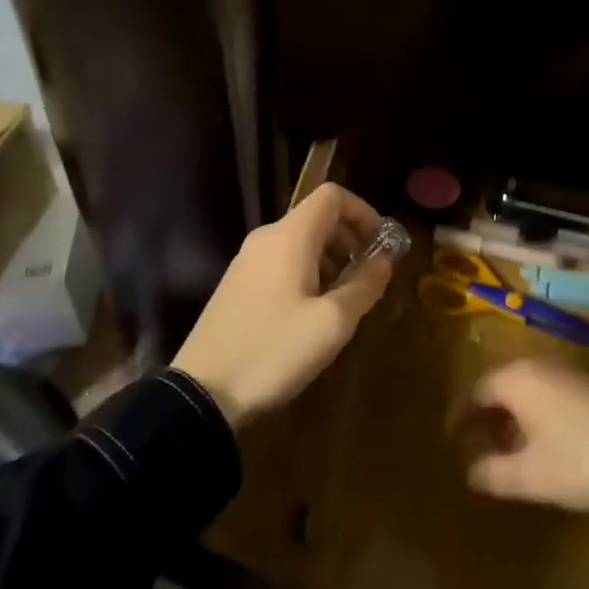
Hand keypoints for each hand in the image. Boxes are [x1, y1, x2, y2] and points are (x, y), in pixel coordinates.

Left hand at [173, 183, 394, 427]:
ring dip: (329, 257)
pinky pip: (280, 261)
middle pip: (316, 217)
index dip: (363, 212)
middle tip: (367, 274)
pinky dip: (306, 271)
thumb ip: (365, 285)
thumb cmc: (275, 350)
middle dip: (349, 238)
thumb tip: (385, 260)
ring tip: (343, 297)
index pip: (332, 196)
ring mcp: (246, 261)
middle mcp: (266, 238)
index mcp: (290, 237)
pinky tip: (311, 311)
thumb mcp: (333, 323)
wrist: (203, 392)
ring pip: (298, 241)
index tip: (380, 244)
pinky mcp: (236, 284)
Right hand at [462, 359, 588, 516]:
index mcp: (518, 379)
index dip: (459, 416)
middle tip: (476, 448)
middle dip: (486, 418)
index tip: (449, 439)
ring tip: (509, 452)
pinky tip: (546, 447)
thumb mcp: (532, 477)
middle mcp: (540, 367)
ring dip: (512, 419)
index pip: (475, 391)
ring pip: (527, 392)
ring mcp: (570, 373)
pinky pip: (549, 395)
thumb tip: (471, 472)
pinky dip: (536, 416)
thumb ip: (493, 473)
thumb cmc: (584, 462)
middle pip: (500, 387)